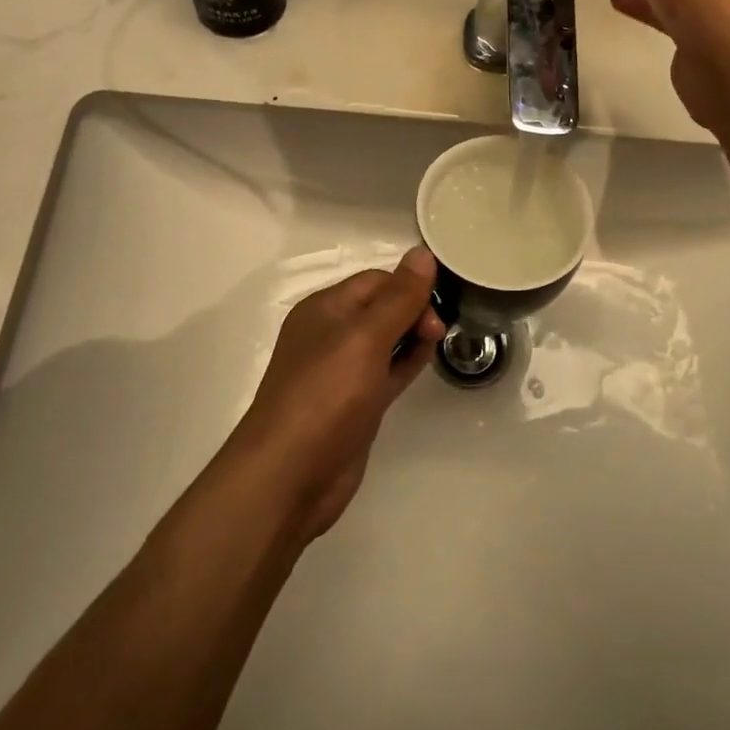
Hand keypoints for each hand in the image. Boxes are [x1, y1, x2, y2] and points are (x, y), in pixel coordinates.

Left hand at [234, 247, 442, 542]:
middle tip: (440, 330)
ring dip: (413, 334)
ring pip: (386, 340)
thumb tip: (423, 252)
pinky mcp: (355, 404)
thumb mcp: (364, 339)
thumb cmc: (325, 397)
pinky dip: (407, 362)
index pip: (376, 280)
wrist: (289, 477)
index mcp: (324, 309)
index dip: (409, 285)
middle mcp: (331, 335)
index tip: (441, 303)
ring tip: (440, 340)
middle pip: (381, 307)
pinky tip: (427, 359)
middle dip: (413, 309)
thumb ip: (398, 298)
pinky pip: (386, 371)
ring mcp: (343, 372)